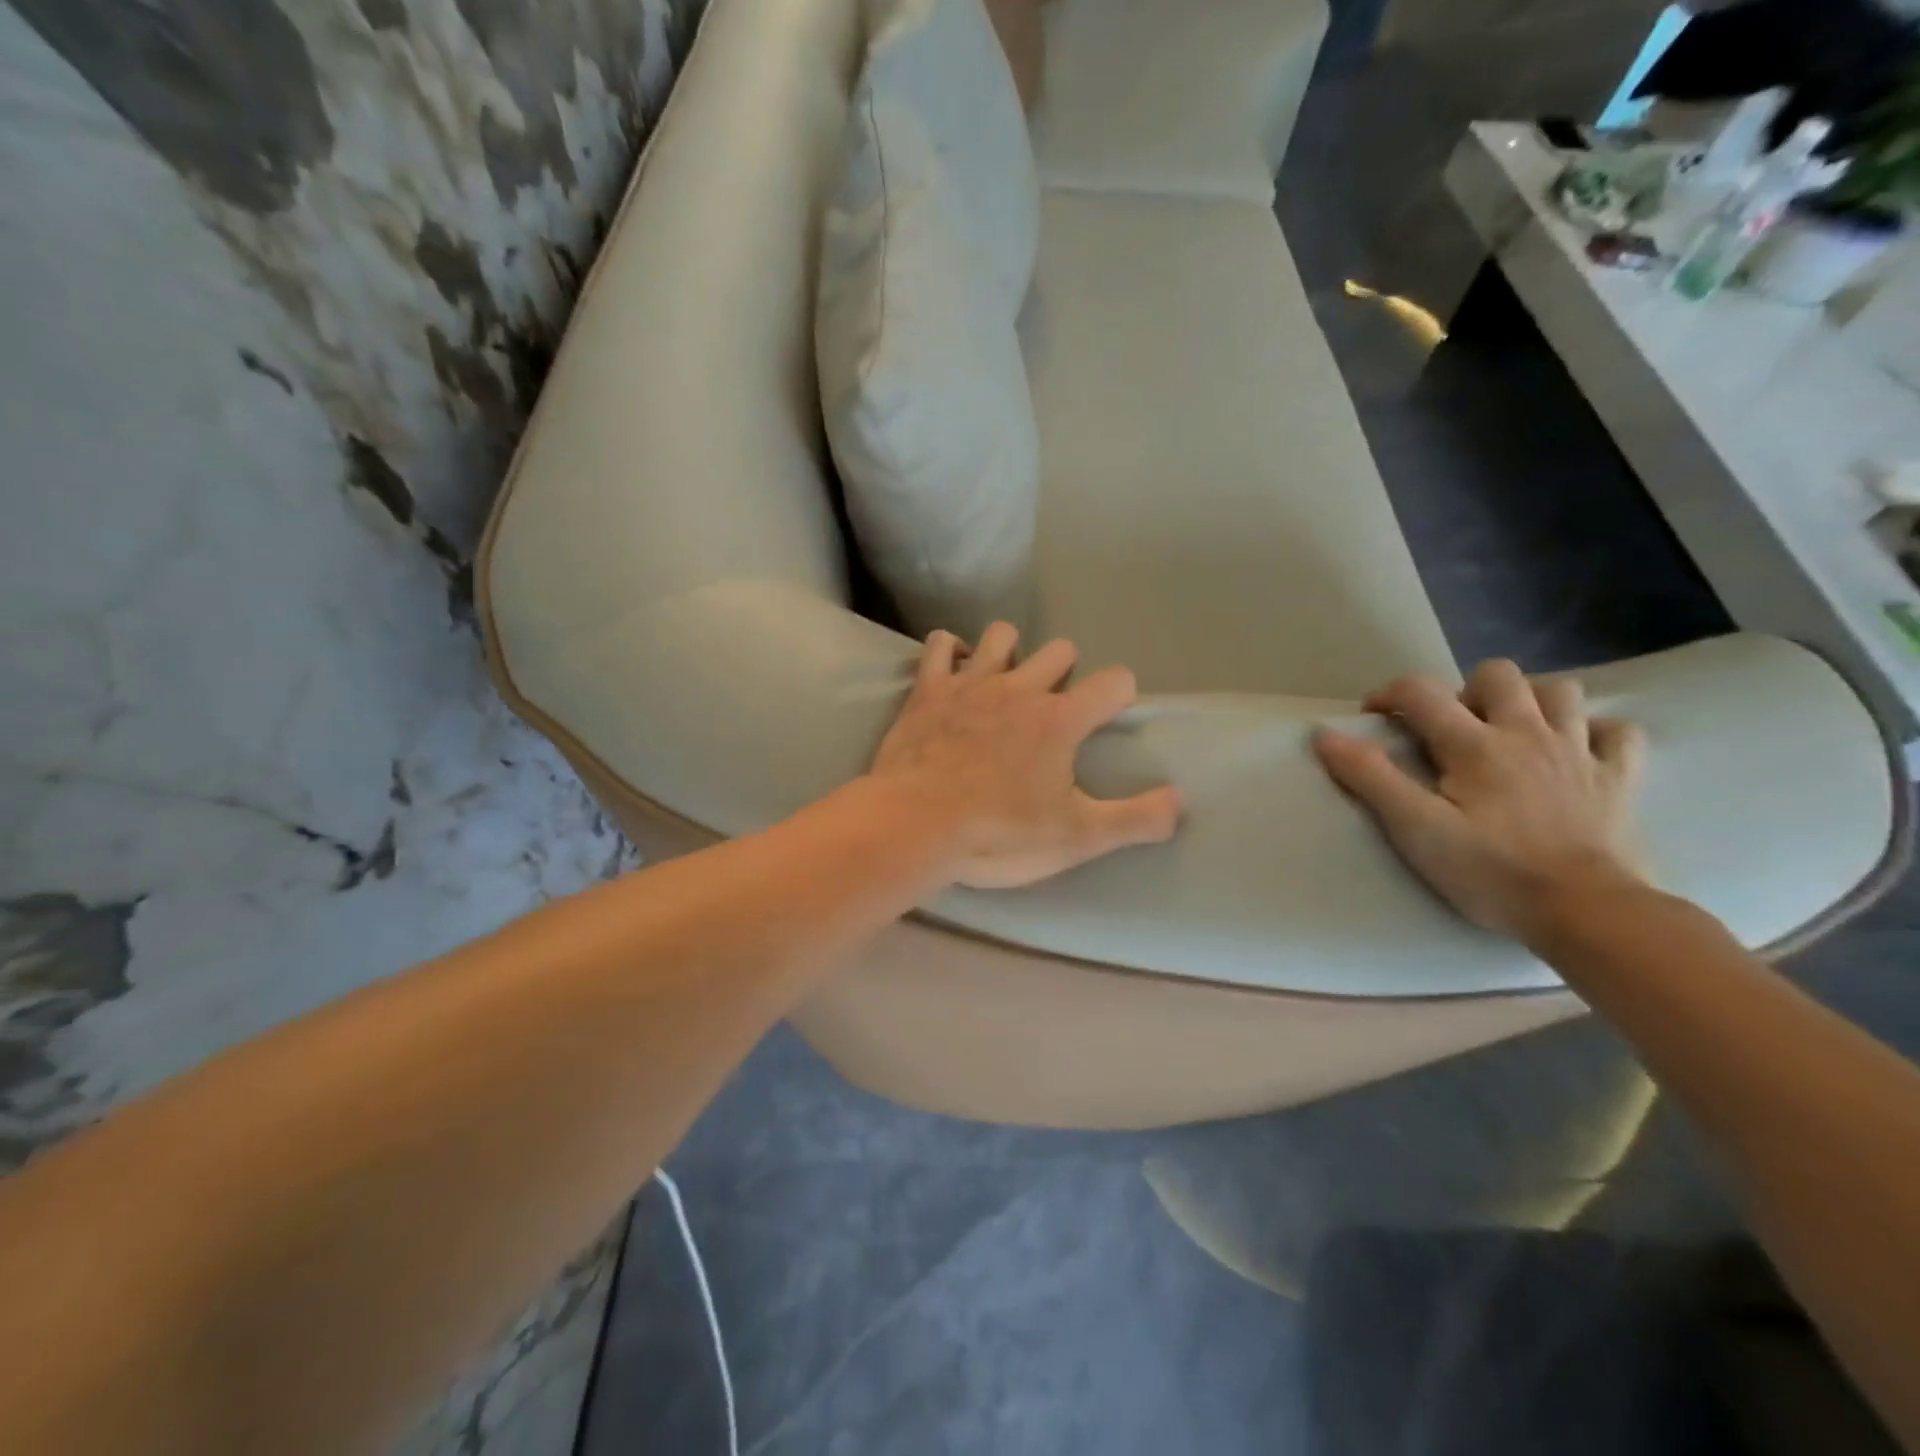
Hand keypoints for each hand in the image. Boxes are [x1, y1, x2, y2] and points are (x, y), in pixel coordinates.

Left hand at [869, 623, 1182, 889]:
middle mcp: (1020, 688)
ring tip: (1004, 685)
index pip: (1114, 681)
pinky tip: (952, 672)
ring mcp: (970, 683)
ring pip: (1002, 635)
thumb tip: (1181, 802)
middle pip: (1061, 650)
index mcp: (1060, 719)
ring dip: (1010, 653)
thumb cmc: (998, 834)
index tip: (1107, 719)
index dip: (1119, 696)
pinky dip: (949, 652)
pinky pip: (939, 645)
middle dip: (1065, 672)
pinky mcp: (928, 689)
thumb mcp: (1077, 838)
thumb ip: (1135, 819)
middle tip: (1052, 712)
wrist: (915, 825)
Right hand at [1313, 658, 1647, 942]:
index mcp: (1474, 744)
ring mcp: (1580, 752)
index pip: (1421, 692)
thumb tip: (1325, 735)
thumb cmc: (1492, 872)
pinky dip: (1595, 732)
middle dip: (1465, 690)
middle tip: (1451, 729)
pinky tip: (1575, 751)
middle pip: (1497, 675)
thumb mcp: (1416, 829)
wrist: (1590, 913)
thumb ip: (1370, 777)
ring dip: (1531, 700)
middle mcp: (1528, 733)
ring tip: (1509, 730)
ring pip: (1562, 691)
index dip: (1389, 695)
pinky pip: (1619, 733)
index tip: (1373, 717)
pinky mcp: (1620, 779)